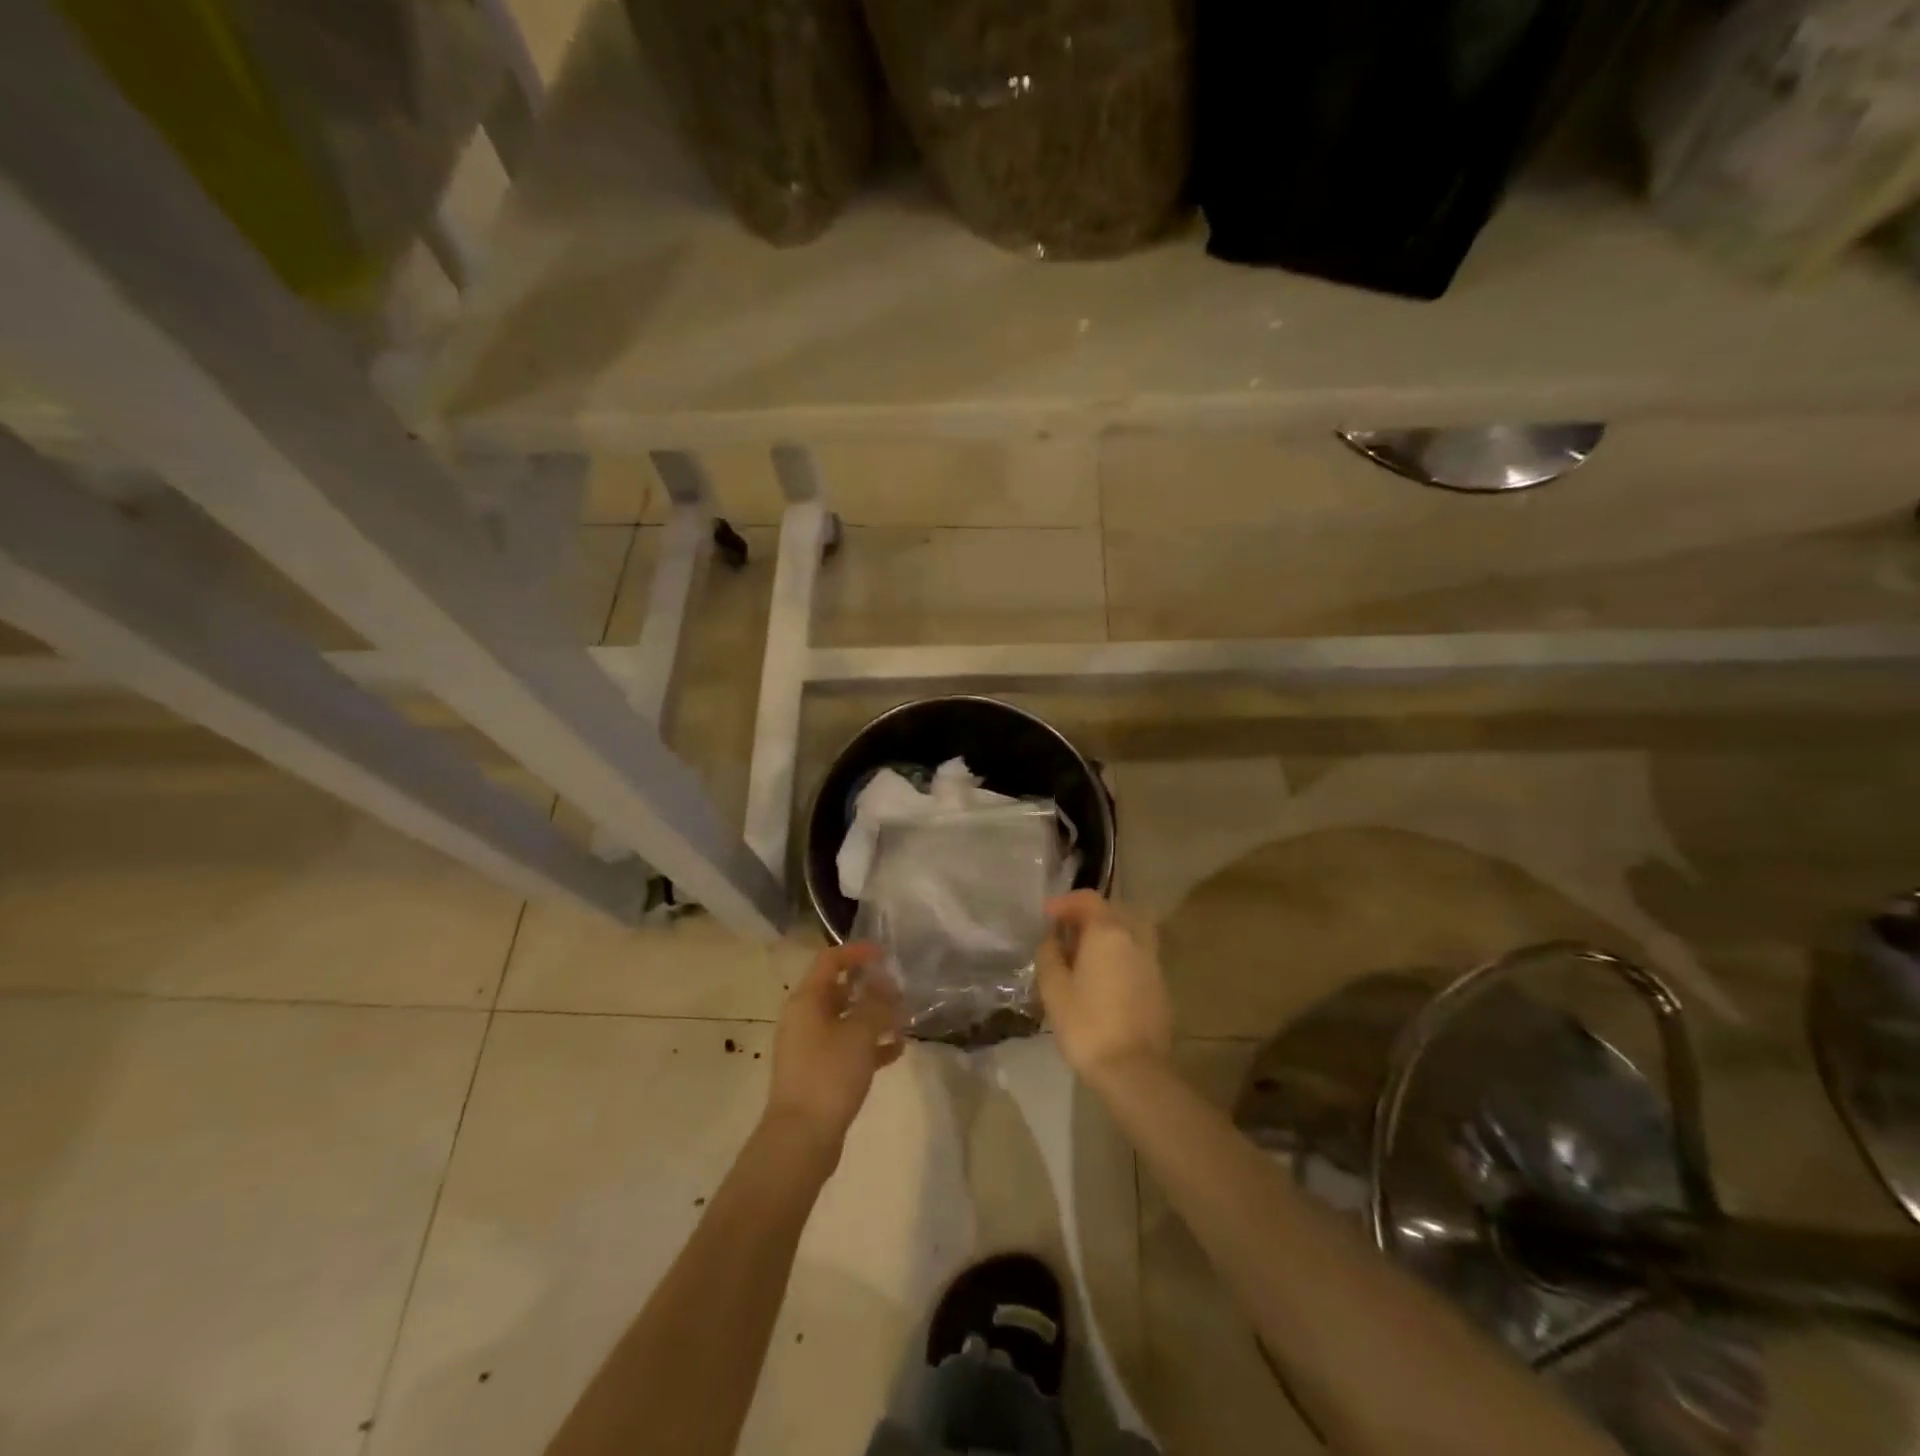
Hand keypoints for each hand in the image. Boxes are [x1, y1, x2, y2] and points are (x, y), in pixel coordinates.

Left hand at [765, 943, 903, 1159]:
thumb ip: (876, 1003)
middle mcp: (805, 1018)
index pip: (830, 961)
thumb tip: (885, 983)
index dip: (857, 952)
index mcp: (807, 1001)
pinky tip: (897, 1050)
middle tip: (900, 991)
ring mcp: (810, 1047)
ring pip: (846, 1020)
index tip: (886, 956)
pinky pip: (847, 1048)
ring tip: (905, 1020)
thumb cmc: (829, 1075)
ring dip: (874, 1017)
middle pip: (839, 990)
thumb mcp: (859, 1033)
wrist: (801, 1139)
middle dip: (871, 988)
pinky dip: (870, 1045)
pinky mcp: (819, 1073)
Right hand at [1035, 891, 1172, 1084]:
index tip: (1046, 915)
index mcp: (1108, 933)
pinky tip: (1103, 977)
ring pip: (1129, 932)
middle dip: (1087, 915)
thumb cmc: (1087, 1025)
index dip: (1065, 902)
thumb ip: (1049, 955)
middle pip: (1113, 911)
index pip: (1088, 900)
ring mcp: (1152, 962)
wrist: (1135, 1071)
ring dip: (1107, 934)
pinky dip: (1120, 954)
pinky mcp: (1160, 985)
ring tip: (1085, 954)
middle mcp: (1134, 939)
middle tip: (1065, 933)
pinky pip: (1137, 954)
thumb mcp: (1054, 989)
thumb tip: (1052, 939)